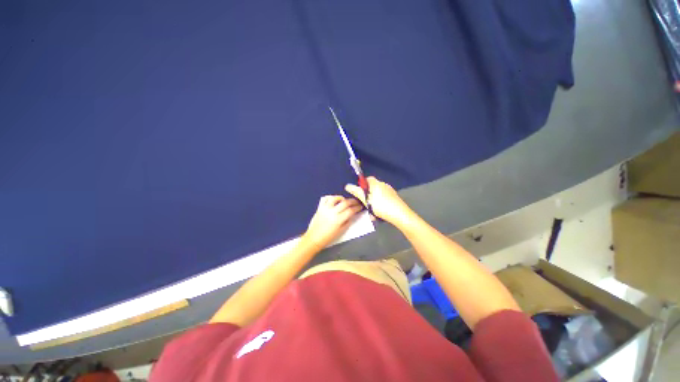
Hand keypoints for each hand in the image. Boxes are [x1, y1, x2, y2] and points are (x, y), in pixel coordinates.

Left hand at [302, 196, 362, 248]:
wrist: (314, 238)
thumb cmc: (328, 237)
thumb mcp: (341, 231)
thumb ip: (348, 222)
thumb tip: (352, 214)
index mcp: (338, 220)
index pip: (350, 210)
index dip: (357, 208)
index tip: (360, 206)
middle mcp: (332, 212)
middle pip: (345, 203)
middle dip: (353, 201)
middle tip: (356, 201)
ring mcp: (325, 209)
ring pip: (335, 198)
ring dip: (341, 198)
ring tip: (345, 200)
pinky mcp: (319, 208)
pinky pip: (325, 199)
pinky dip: (330, 197)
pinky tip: (334, 200)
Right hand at [345, 177, 413, 226]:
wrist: (399, 213)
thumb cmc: (380, 205)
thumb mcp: (365, 199)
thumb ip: (356, 192)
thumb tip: (347, 185)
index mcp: (376, 183)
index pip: (368, 179)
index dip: (363, 185)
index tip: (360, 193)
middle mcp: (384, 184)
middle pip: (373, 186)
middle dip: (368, 193)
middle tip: (365, 203)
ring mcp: (390, 191)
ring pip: (379, 193)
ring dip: (375, 200)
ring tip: (372, 210)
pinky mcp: (395, 197)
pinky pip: (385, 198)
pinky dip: (381, 203)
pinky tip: (380, 212)